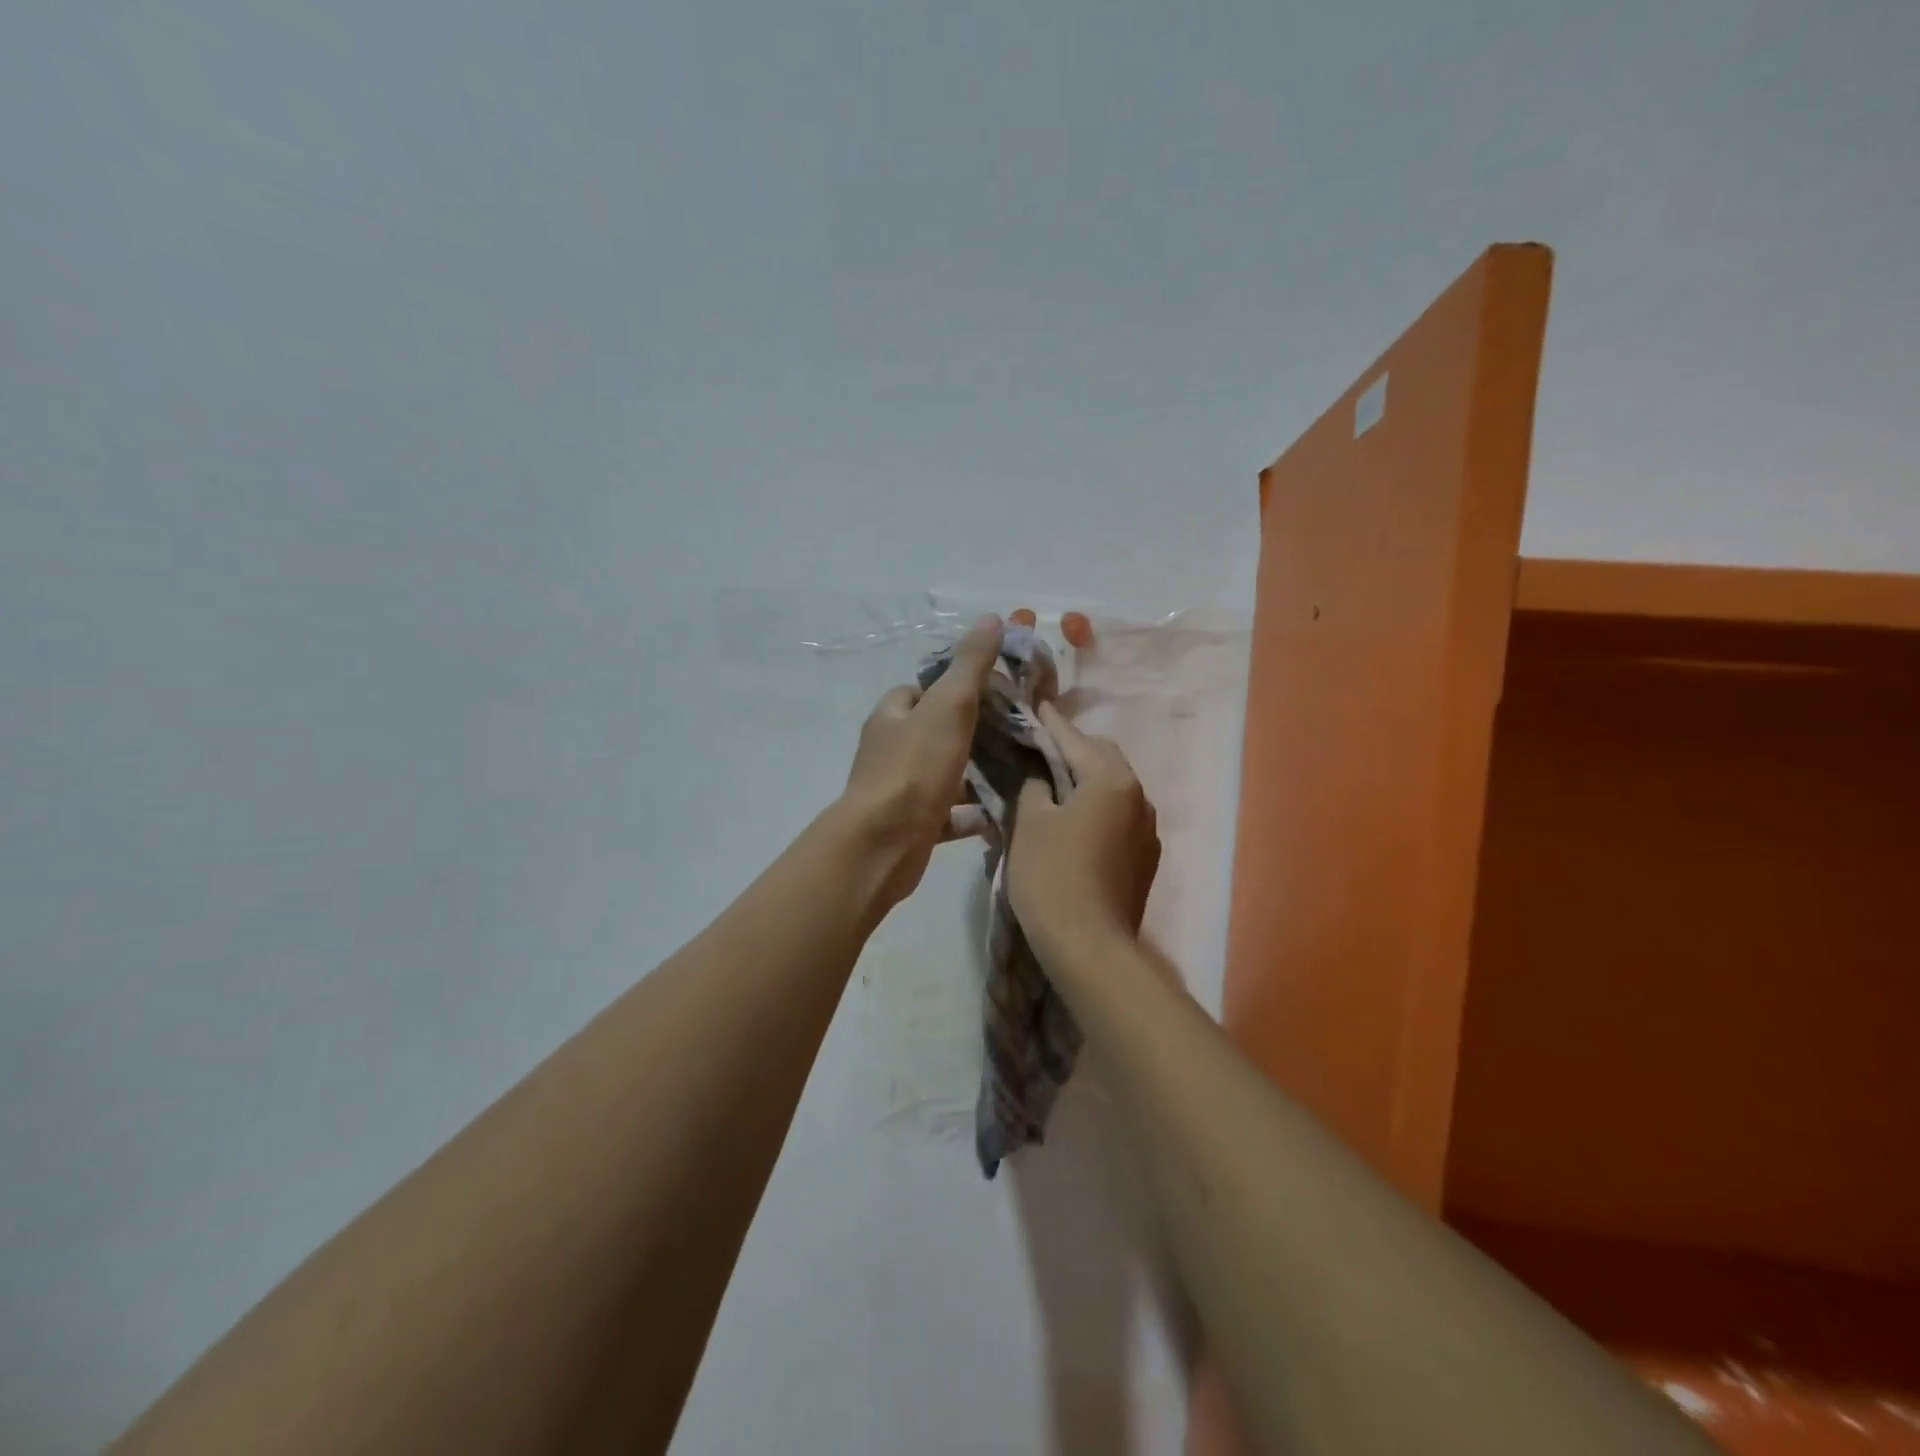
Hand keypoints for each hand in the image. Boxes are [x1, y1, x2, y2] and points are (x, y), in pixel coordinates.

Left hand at [838, 614, 1004, 905]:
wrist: (884, 845)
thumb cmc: (915, 768)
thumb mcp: (949, 706)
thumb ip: (971, 665)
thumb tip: (991, 618)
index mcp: (893, 715)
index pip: (924, 689)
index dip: (959, 686)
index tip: (998, 692)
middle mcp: (891, 748)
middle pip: (937, 730)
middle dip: (974, 731)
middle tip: (1017, 732)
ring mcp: (900, 789)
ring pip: (945, 772)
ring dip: (977, 773)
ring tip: (1020, 769)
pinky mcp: (913, 825)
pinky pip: (949, 813)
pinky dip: (973, 812)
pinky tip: (1004, 811)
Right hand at [1006, 702, 1160, 964]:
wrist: (1089, 947)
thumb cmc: (1052, 876)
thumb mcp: (1029, 822)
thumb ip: (1034, 786)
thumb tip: (1040, 778)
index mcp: (1112, 780)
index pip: (1074, 738)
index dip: (1050, 723)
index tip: (1033, 706)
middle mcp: (1139, 797)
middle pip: (1102, 758)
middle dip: (1071, 750)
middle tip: (1037, 752)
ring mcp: (1147, 830)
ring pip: (1113, 789)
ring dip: (1085, 781)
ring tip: (1051, 787)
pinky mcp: (1145, 858)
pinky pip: (1118, 817)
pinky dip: (1095, 809)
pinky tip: (1072, 824)